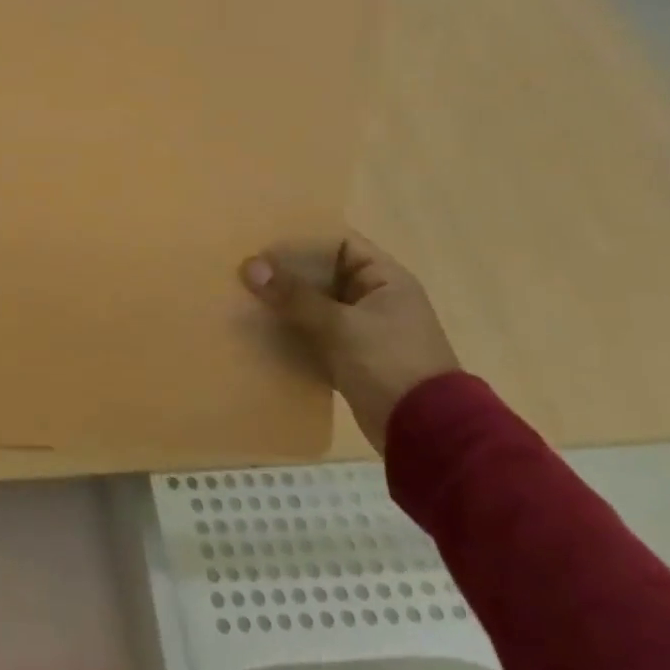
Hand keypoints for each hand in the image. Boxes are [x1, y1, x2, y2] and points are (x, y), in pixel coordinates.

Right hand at [240, 235, 460, 452]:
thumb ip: (294, 295)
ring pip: (315, 305)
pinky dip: (291, 330)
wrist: (425, 431)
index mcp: (384, 279)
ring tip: (244, 295)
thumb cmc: (389, 362)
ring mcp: (363, 329)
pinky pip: (313, 333)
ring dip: (285, 303)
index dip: (304, 239)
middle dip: (285, 272)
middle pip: (323, 273)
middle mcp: (374, 298)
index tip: (264, 240)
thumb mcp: (339, 325)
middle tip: (244, 267)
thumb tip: (250, 265)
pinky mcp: (350, 357)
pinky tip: (260, 329)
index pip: (341, 243)